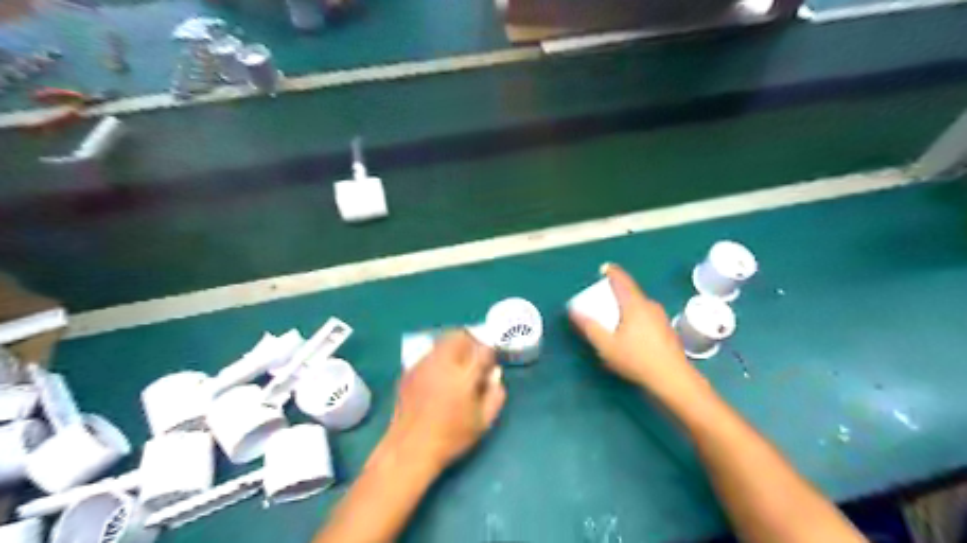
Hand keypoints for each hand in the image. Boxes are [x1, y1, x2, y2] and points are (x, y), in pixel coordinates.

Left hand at [381, 328, 507, 472]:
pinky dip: (439, 358)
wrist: (409, 449)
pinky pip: (429, 354)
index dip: (489, 354)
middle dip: (471, 342)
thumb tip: (495, 374)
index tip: (490, 363)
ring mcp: (423, 365)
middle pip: (459, 336)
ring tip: (457, 367)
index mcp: (463, 376)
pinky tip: (439, 377)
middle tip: (474, 358)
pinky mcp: (409, 371)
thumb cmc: (451, 437)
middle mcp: (442, 363)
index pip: (482, 350)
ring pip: (442, 342)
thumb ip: (495, 395)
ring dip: (454, 348)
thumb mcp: (483, 421)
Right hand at [568, 263, 706, 402]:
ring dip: (627, 306)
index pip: (621, 281)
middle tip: (604, 298)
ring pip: (640, 305)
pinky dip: (636, 317)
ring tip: (616, 317)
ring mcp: (661, 317)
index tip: (604, 268)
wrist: (672, 378)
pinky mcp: (667, 330)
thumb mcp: (606, 345)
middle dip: (617, 293)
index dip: (612, 272)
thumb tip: (573, 311)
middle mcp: (649, 306)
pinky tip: (632, 334)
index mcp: (634, 305)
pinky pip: (647, 316)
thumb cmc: (636, 359)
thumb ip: (589, 327)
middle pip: (631, 293)